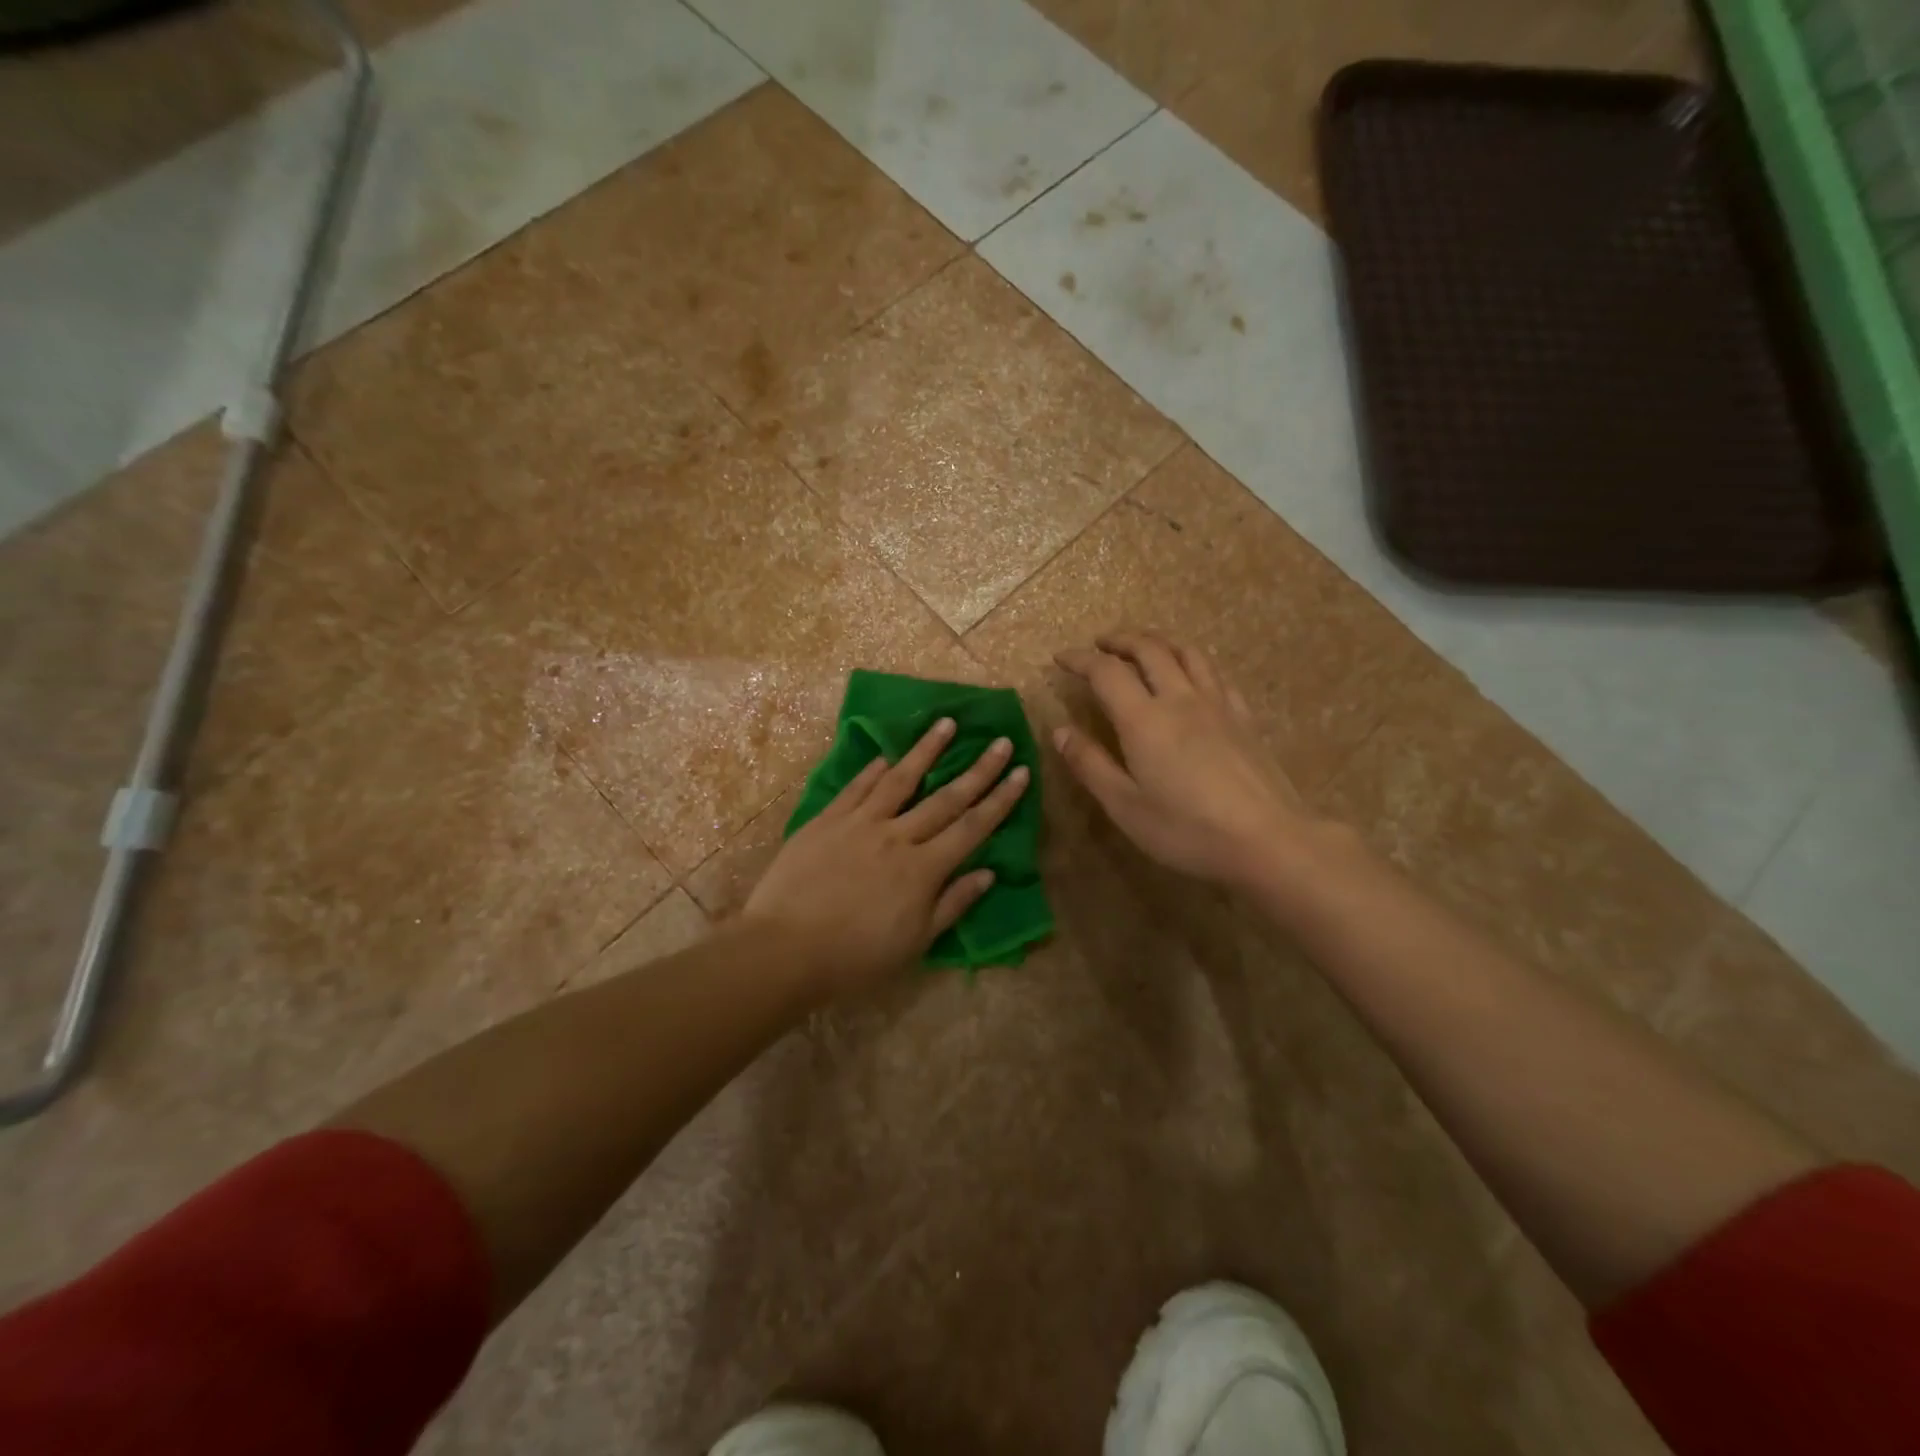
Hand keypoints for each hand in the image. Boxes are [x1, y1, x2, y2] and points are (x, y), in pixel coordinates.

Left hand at [743, 718, 1029, 997]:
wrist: (784, 949)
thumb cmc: (855, 957)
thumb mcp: (914, 943)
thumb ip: (952, 904)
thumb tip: (988, 874)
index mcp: (923, 870)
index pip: (972, 827)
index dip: (1000, 799)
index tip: (1022, 772)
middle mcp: (897, 836)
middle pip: (946, 798)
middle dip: (979, 769)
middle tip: (1002, 741)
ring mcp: (860, 823)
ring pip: (900, 779)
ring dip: (927, 750)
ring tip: (947, 723)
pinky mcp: (827, 820)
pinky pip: (856, 787)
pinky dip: (874, 769)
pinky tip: (887, 754)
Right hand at [1053, 629, 1318, 890]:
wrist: (1266, 840)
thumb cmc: (1186, 829)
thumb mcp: (1124, 806)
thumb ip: (1090, 764)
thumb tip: (1060, 731)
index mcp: (1144, 719)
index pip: (1106, 672)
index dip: (1080, 660)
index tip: (1061, 658)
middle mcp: (1179, 699)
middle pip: (1149, 649)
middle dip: (1119, 640)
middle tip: (1099, 643)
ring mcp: (1217, 705)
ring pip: (1186, 653)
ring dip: (1157, 642)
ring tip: (1142, 647)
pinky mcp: (1243, 718)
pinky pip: (1215, 674)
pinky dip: (1192, 663)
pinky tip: (1191, 677)